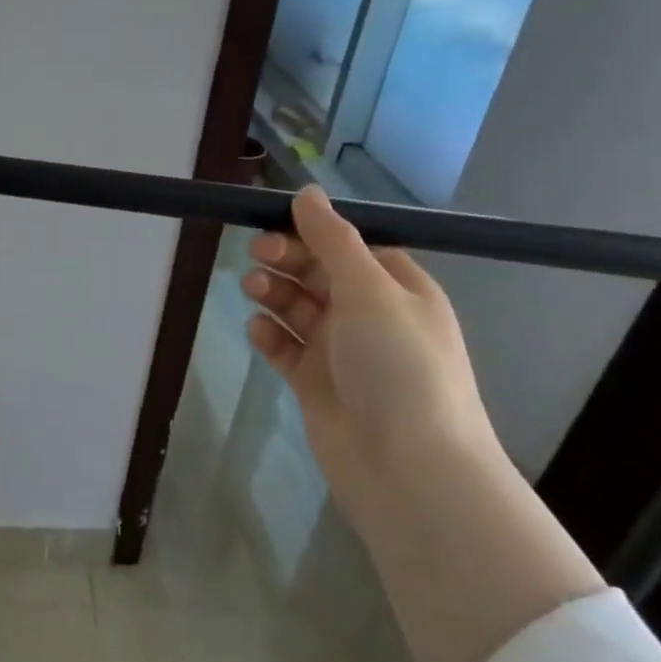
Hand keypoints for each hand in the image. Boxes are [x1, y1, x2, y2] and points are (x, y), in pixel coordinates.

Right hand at [241, 185, 500, 516]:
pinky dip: (269, 335)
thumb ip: (333, 240)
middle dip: (287, 260)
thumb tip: (307, 192)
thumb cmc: (399, 367)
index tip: (276, 222)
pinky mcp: (315, 383)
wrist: (408, 469)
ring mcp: (342, 352)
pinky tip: (258, 331)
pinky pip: (285, 348)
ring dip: (274, 294)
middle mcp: (371, 317)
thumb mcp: (370, 291)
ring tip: (252, 291)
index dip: (314, 232)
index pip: (351, 247)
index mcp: (398, 289)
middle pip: (319, 274)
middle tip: (257, 254)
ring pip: (298, 308)